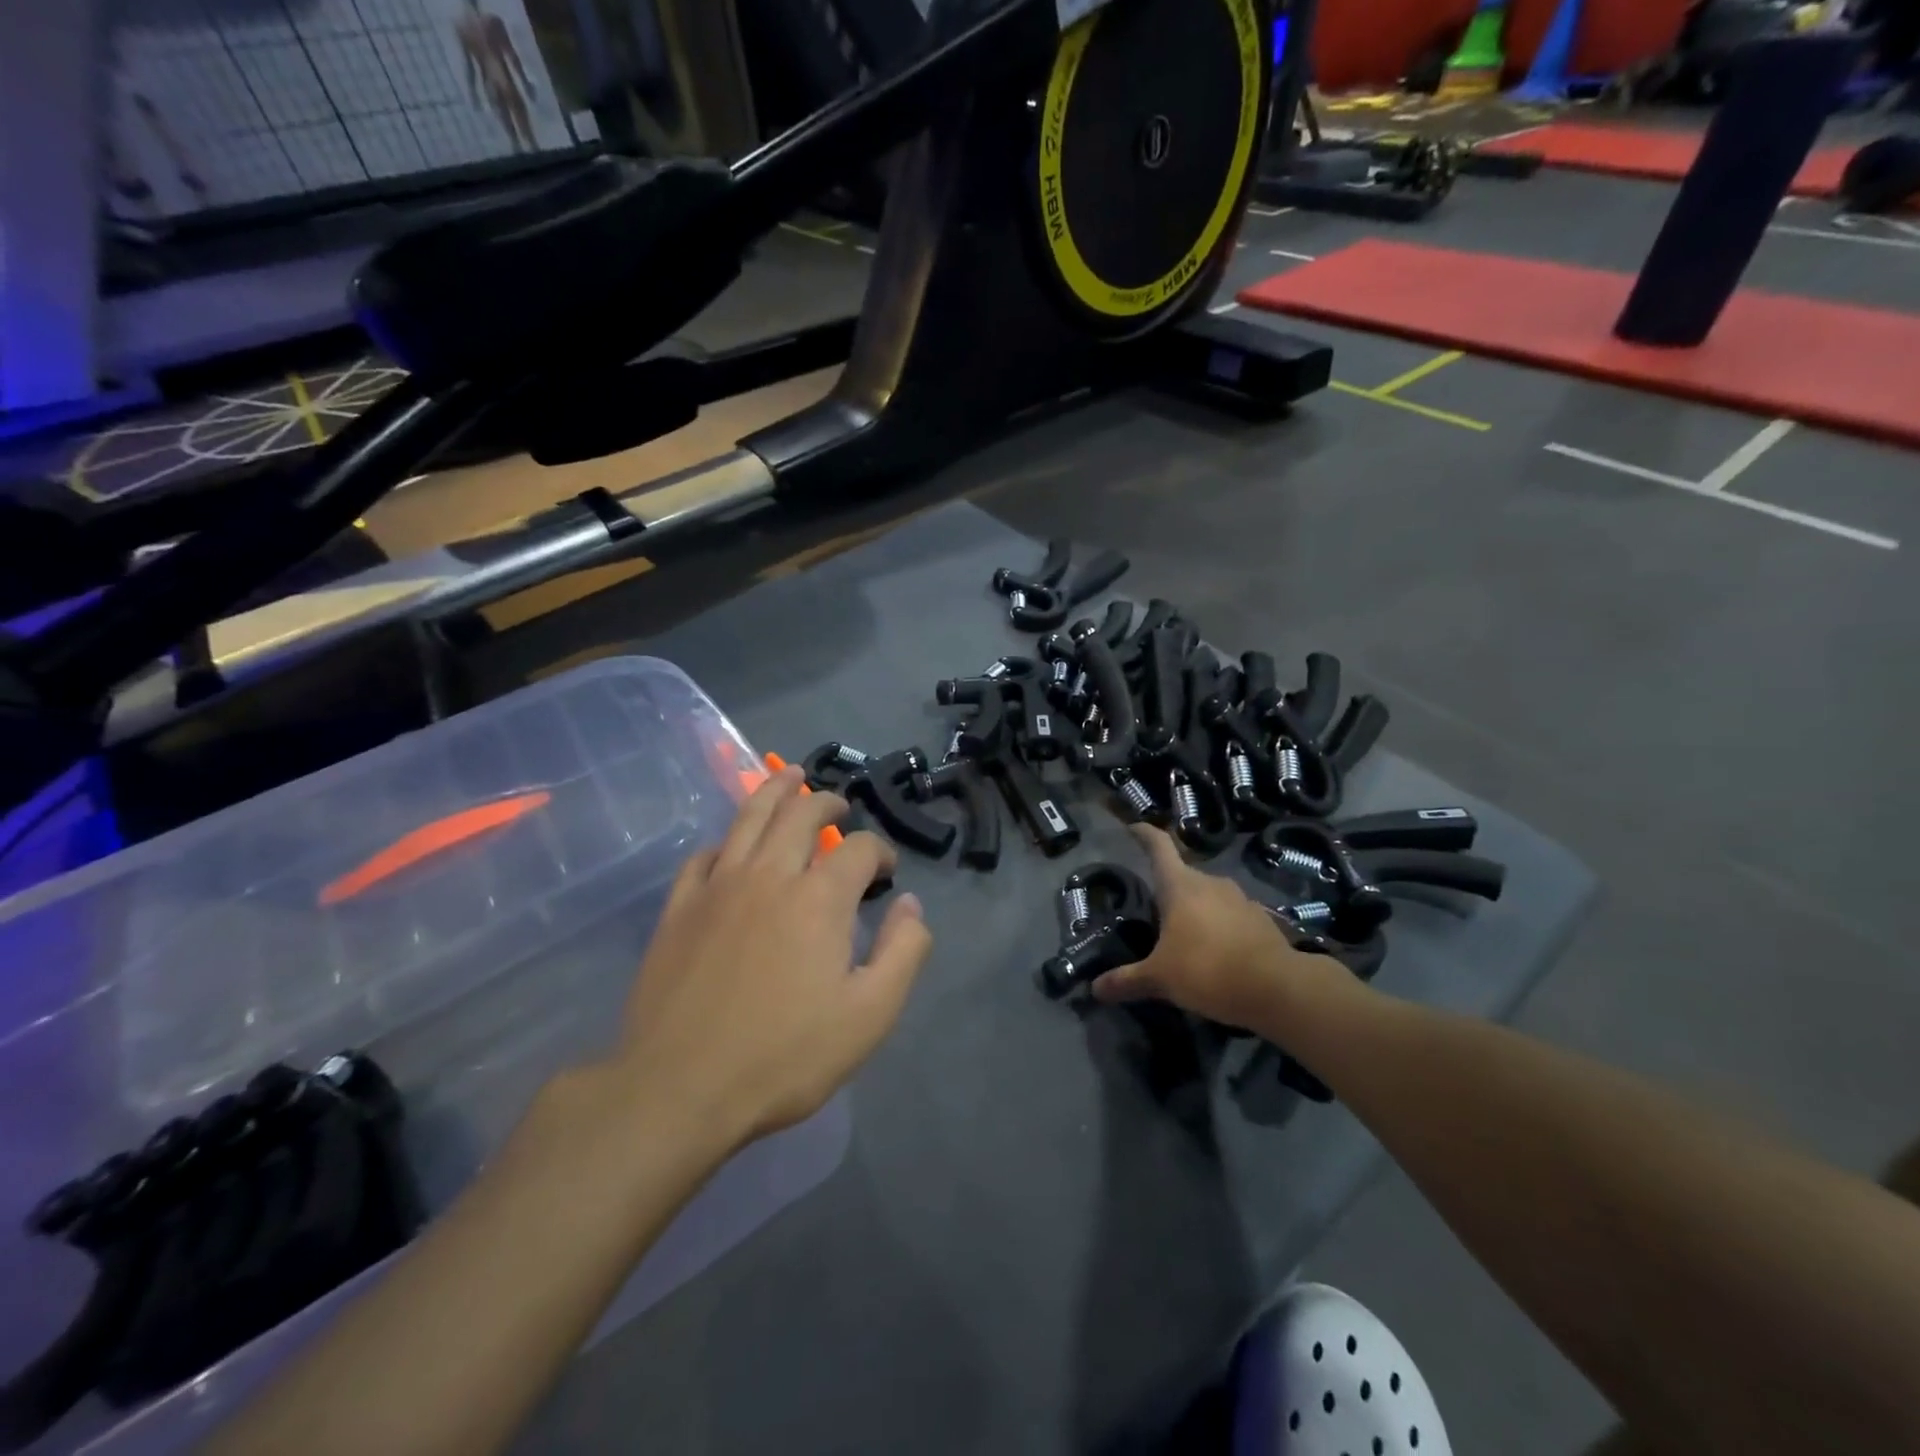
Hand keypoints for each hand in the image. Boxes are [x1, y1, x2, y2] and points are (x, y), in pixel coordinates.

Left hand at [612, 767, 930, 1148]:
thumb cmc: (784, 1056)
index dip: (880, 852)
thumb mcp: (870, 1016)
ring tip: (790, 777)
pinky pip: (704, 855)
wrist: (679, 1088)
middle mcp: (770, 875)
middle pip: (800, 813)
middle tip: (838, 804)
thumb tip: (910, 904)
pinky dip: (726, 841)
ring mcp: (718, 886)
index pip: (859, 849)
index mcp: (819, 898)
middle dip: (826, 802)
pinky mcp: (679, 907)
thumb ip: (903, 952)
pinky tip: (732, 847)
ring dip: (775, 790)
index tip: (886, 873)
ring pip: (749, 817)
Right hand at [1092, 825, 1354, 1032]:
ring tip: (1184, 936)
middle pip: (1182, 875)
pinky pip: (1232, 917)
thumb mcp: (1160, 979)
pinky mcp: (1262, 920)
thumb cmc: (1208, 970)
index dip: (1144, 834)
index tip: (1132, 828)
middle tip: (1152, 910)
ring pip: (1209, 896)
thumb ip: (1127, 981)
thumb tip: (1096, 989)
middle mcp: (1210, 883)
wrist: (1279, 988)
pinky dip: (1221, 928)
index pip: (1159, 846)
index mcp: (1180, 885)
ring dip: (1196, 910)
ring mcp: (1240, 899)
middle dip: (1168, 889)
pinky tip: (1216, 953)